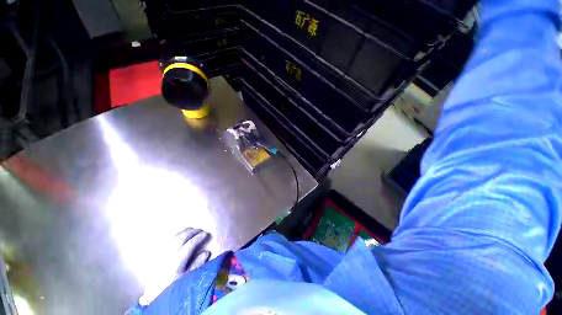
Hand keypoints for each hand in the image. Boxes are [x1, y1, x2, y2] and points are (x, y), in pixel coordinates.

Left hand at [139, 228, 210, 305]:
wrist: (154, 292)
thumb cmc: (173, 285)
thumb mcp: (187, 278)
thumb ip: (197, 265)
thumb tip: (207, 252)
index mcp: (176, 262)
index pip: (189, 245)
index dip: (198, 238)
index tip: (206, 233)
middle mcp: (168, 255)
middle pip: (181, 238)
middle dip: (192, 232)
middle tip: (200, 229)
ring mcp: (161, 253)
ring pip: (172, 237)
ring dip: (183, 231)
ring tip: (191, 229)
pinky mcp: (156, 253)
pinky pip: (164, 240)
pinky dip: (173, 234)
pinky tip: (178, 233)